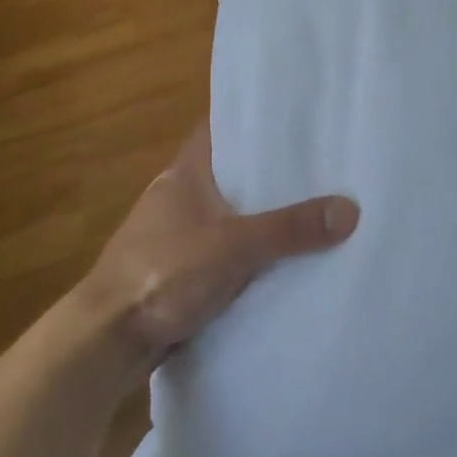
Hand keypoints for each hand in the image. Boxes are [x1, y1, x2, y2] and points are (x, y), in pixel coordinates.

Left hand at [73, 122, 360, 371]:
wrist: (105, 341)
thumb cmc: (162, 273)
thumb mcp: (233, 247)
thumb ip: (289, 229)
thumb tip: (350, 209)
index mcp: (186, 171)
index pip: (223, 127)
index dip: (255, 119)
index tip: (296, 116)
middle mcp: (179, 194)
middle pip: (231, 171)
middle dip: (269, 171)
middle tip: (320, 165)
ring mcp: (176, 233)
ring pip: (229, 213)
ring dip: (259, 215)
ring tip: (310, 208)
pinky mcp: (178, 270)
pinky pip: (223, 249)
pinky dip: (247, 250)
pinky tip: (279, 258)